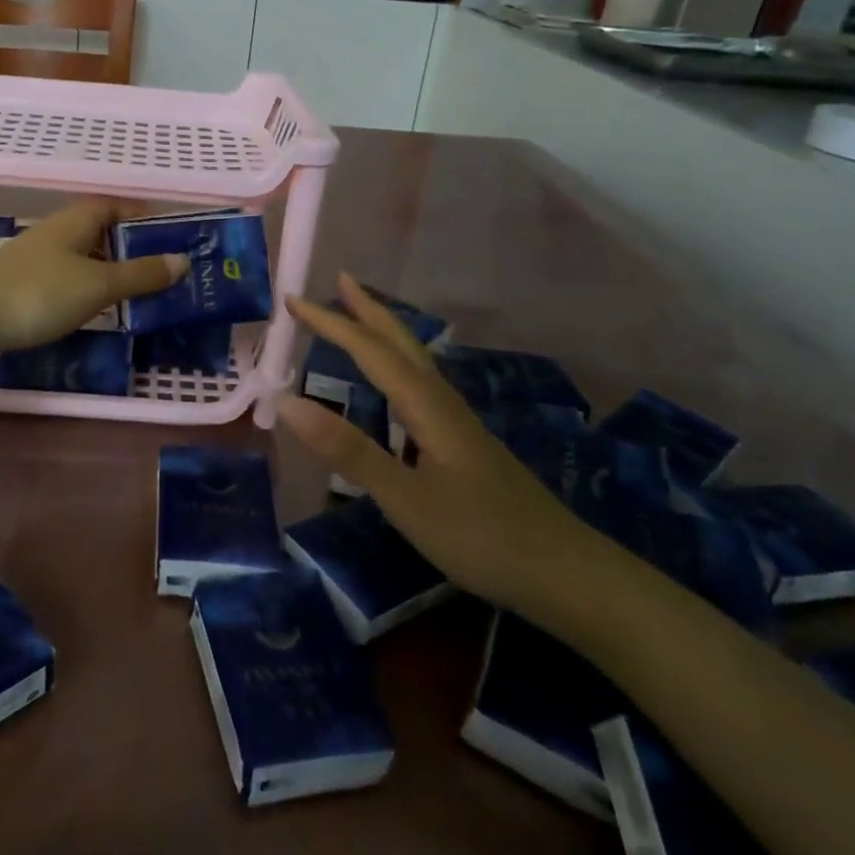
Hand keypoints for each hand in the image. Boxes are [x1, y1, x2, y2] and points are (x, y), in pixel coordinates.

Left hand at [0, 201, 187, 397]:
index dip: (143, 216)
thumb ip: (140, 274)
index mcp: (76, 220)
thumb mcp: (98, 285)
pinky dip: (86, 291)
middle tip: (163, 272)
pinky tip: (95, 312)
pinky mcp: (22, 286)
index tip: (171, 235)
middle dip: (130, 248)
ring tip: (138, 295)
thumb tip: (183, 260)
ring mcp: (36, 259)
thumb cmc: (39, 293)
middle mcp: (56, 232)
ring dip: (109, 271)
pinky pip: (66, 281)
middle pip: (101, 231)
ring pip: (83, 258)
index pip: (116, 205)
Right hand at [278, 276, 614, 621]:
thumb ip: (349, 450)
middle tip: (338, 281)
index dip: (330, 323)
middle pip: (401, 342)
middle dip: (367, 309)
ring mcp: (458, 423)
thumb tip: (288, 401)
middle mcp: (442, 402)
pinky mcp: (465, 444)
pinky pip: (421, 383)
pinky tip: (396, 386)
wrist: (567, 574)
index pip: (370, 351)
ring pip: (414, 361)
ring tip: (360, 319)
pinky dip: (397, 364)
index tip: (292, 301)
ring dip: (384, 333)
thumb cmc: (482, 536)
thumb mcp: (406, 499)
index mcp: (425, 405)